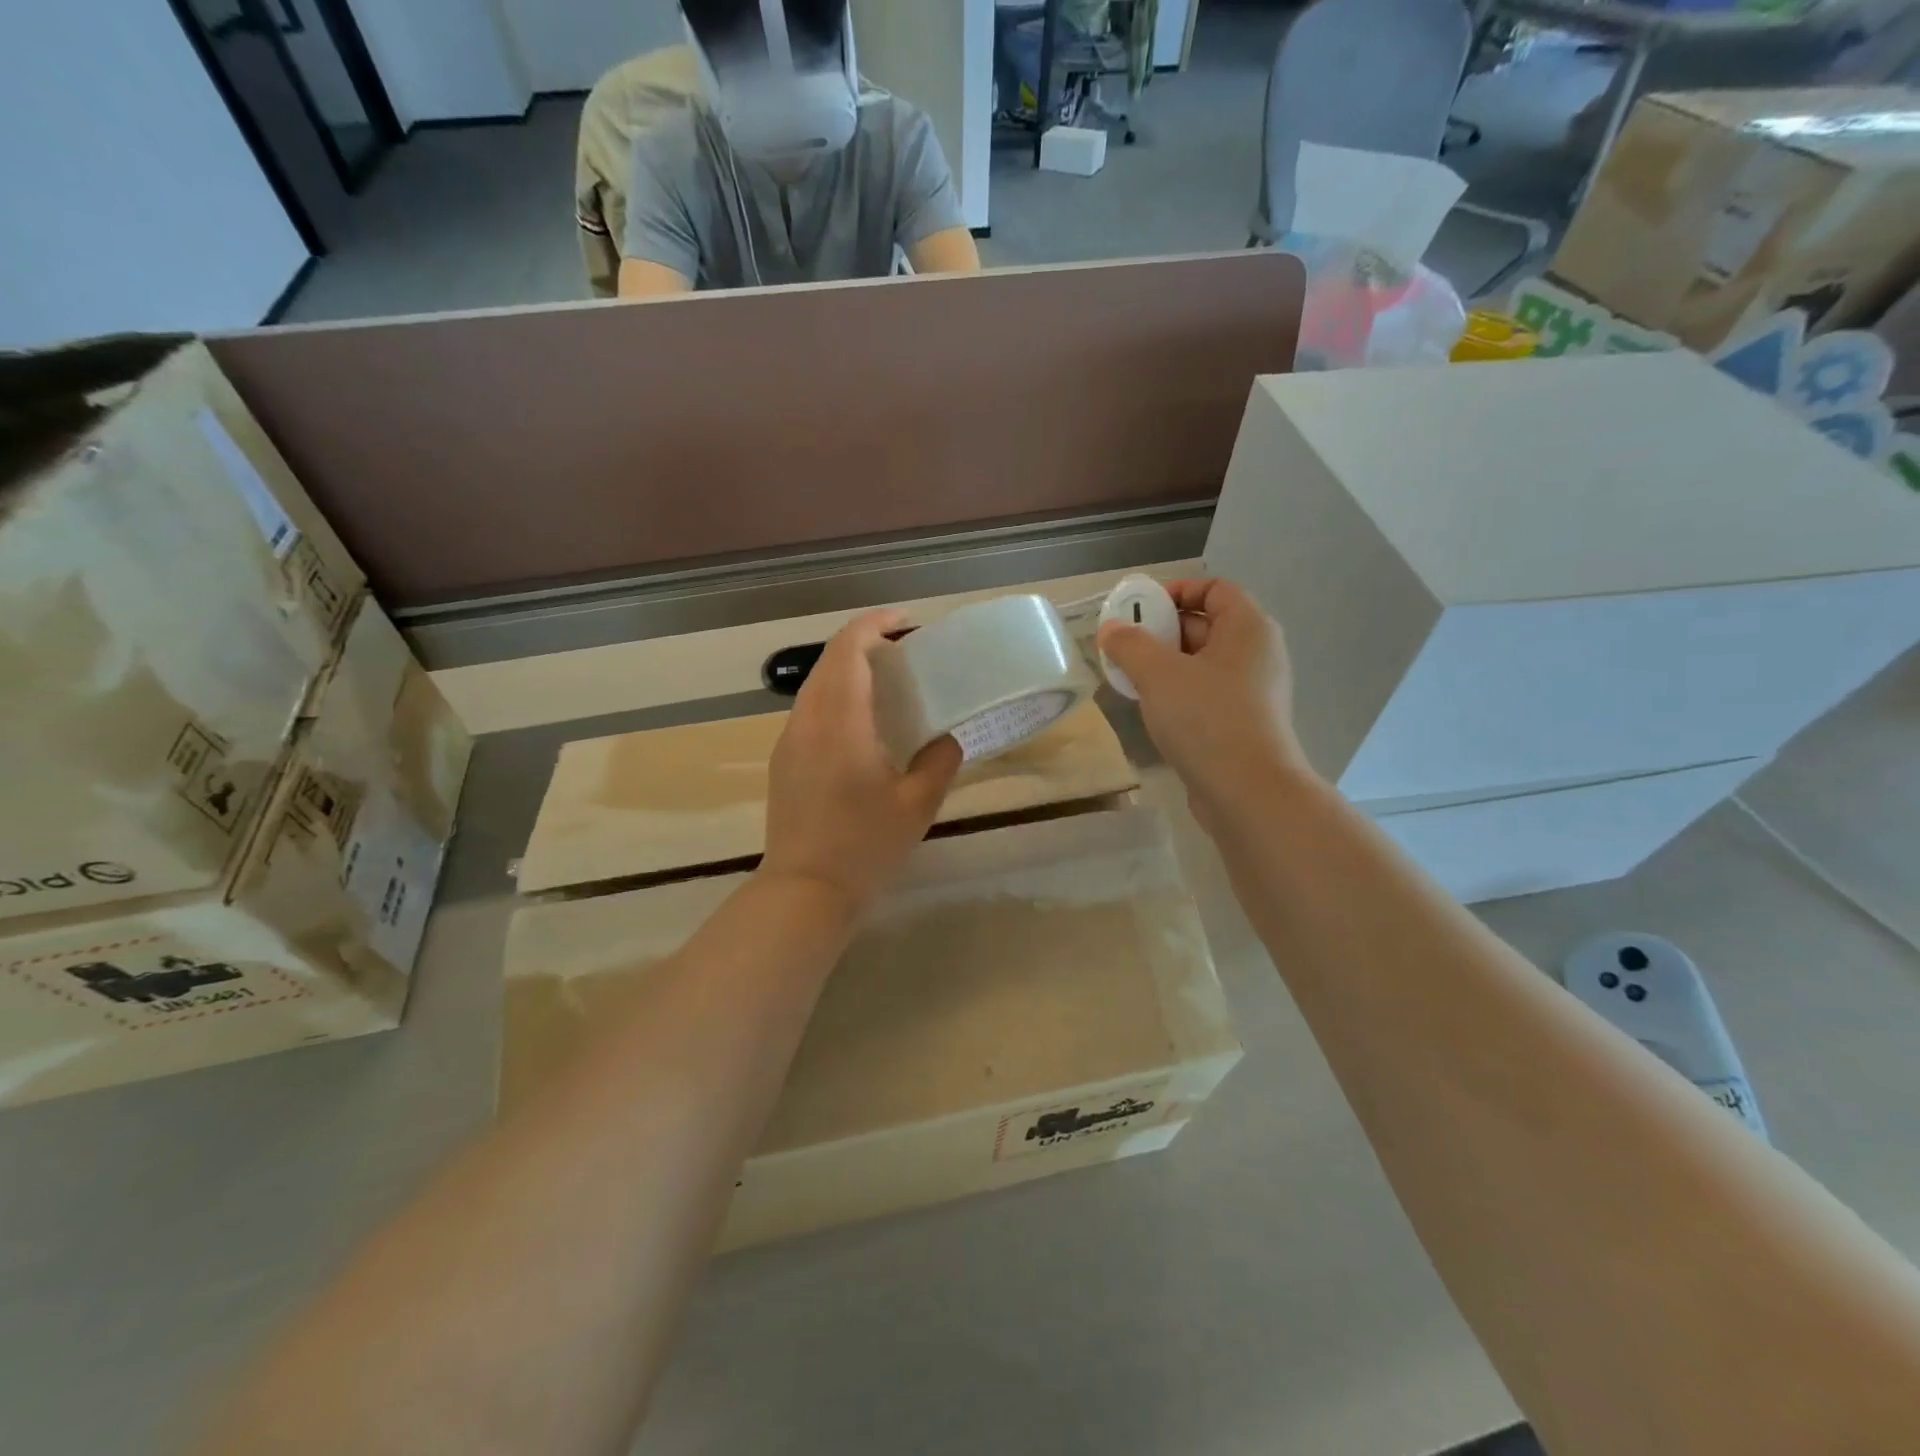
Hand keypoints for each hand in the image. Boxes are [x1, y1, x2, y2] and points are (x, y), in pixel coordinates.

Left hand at [762, 610, 964, 910]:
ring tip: (886, 680)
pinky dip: (836, 695)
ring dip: (847, 668)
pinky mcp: (784, 760)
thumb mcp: (917, 805)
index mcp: (841, 721)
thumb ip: (939, 761)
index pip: (849, 649)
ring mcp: (790, 740)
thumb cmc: (865, 847)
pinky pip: (810, 709)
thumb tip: (946, 739)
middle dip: (865, 642)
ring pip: (815, 684)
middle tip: (905, 650)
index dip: (876, 625)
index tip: (907, 623)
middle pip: (829, 660)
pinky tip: (861, 720)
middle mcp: (808, 720)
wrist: (805, 891)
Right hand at [1096, 578, 1311, 828]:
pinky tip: (1151, 710)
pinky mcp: (1244, 724)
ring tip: (1130, 679)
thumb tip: (1111, 629)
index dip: (1176, 591)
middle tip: (1125, 648)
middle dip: (1162, 632)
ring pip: (1203, 664)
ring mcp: (1254, 692)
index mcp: (1248, 628)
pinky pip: (1207, 695)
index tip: (1139, 610)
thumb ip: (1130, 645)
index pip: (1215, 589)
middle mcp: (1257, 654)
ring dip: (1165, 666)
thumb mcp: (1158, 674)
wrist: (1247, 792)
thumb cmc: (1207, 719)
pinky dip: (1179, 694)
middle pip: (1206, 625)